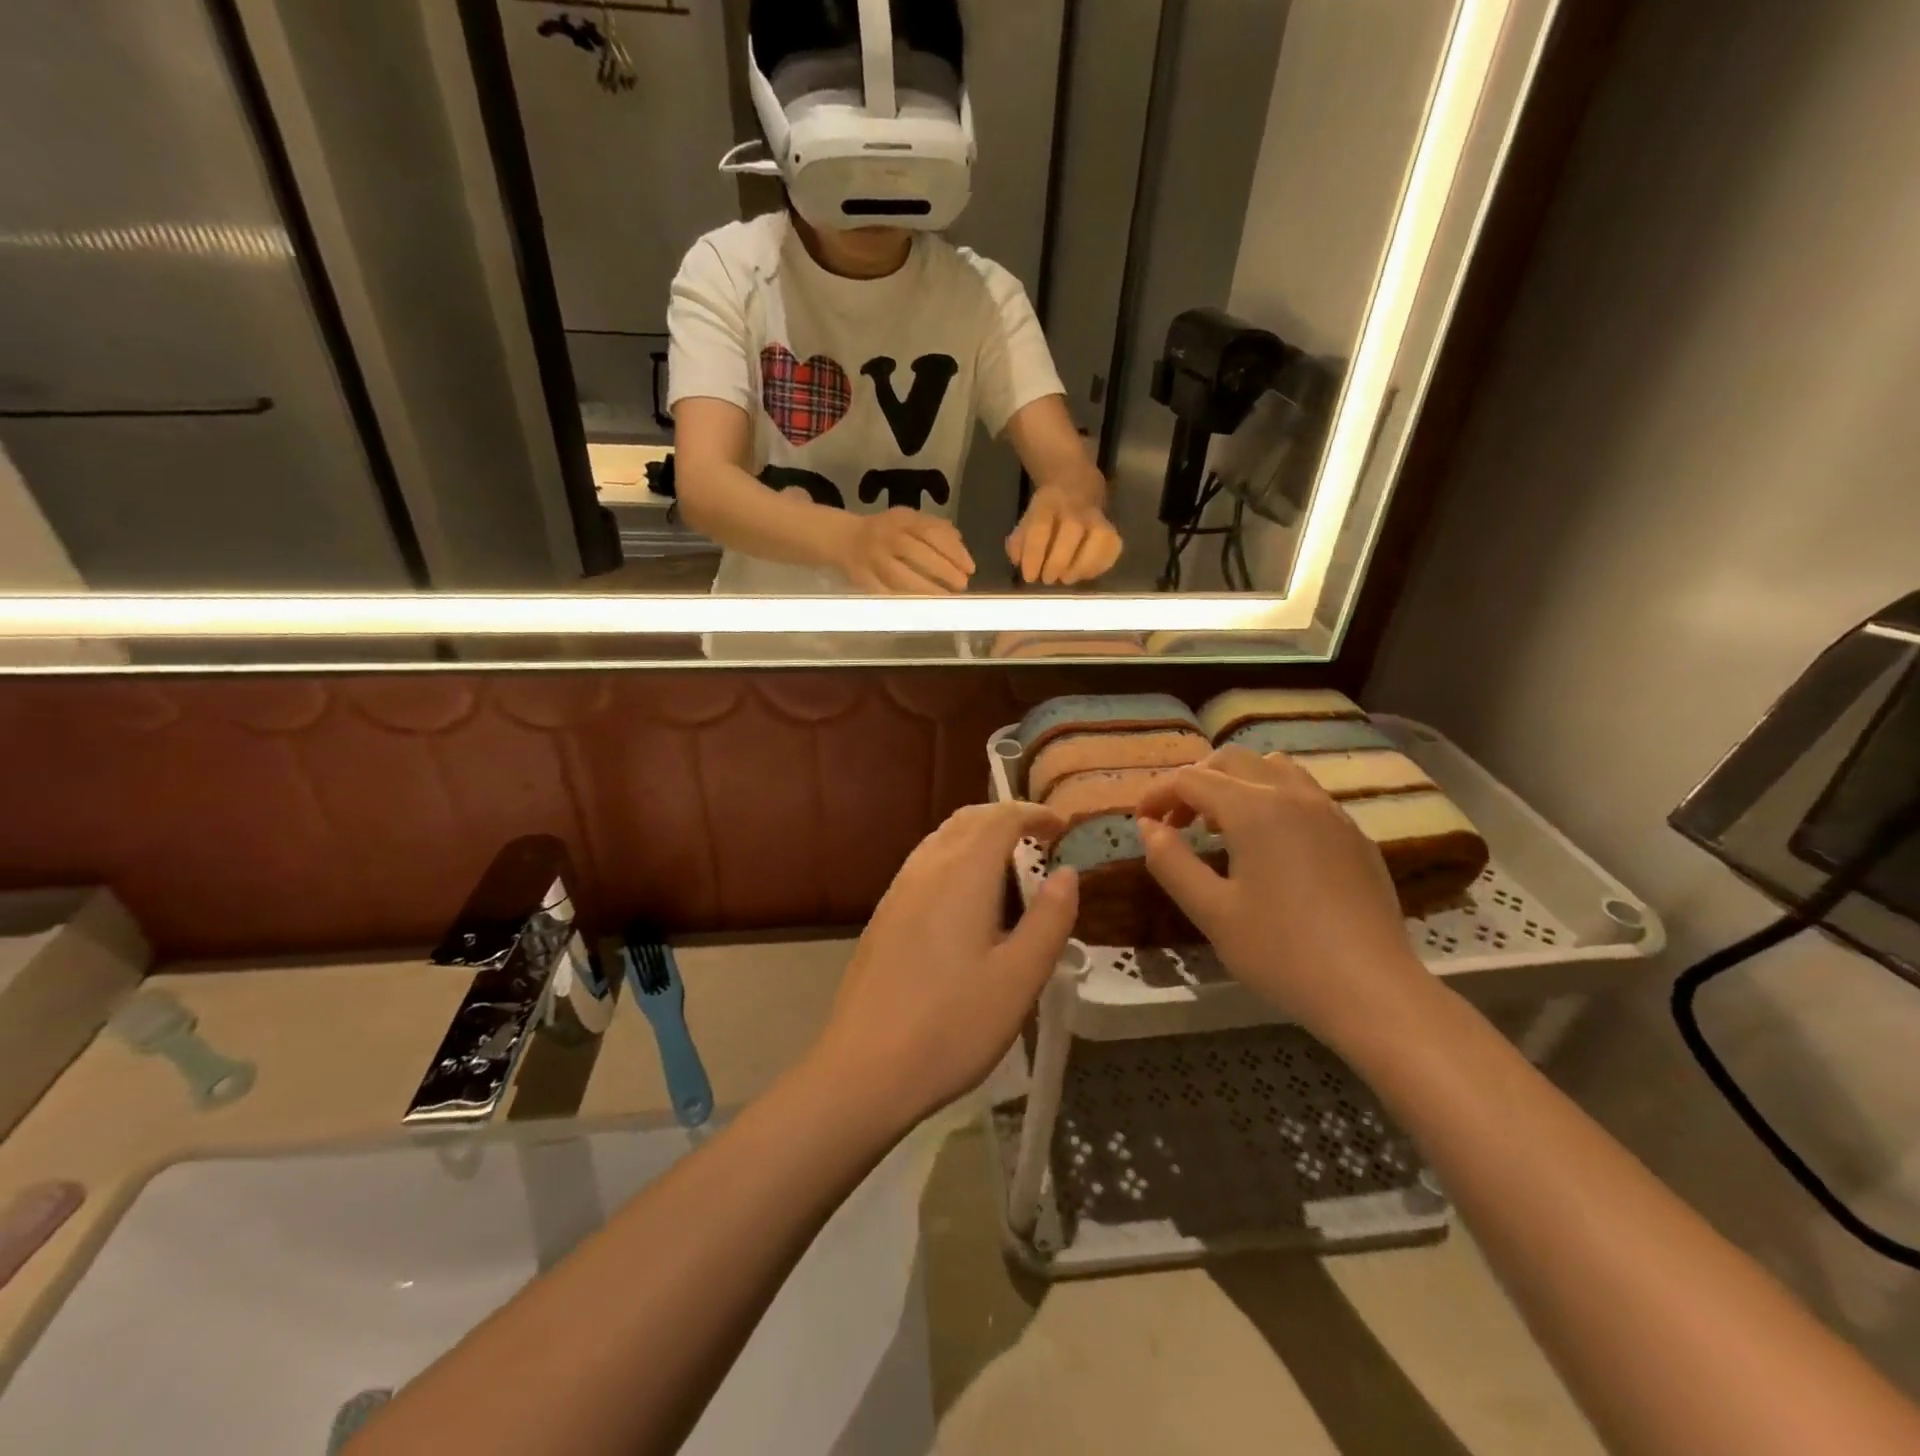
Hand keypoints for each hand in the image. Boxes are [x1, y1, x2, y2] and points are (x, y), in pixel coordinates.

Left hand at [810, 802, 1079, 1124]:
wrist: (864, 1069)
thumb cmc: (953, 1024)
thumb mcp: (1020, 977)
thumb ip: (1049, 919)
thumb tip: (1066, 874)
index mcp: (962, 873)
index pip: (1000, 817)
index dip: (1033, 814)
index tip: (1061, 827)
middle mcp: (925, 868)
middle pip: (966, 820)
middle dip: (1004, 818)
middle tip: (1039, 839)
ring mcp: (897, 892)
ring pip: (941, 840)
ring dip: (977, 838)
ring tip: (1009, 867)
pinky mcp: (882, 917)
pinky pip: (924, 866)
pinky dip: (954, 860)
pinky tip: (966, 903)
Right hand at [835, 508, 974, 592]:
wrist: (844, 539)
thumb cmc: (886, 530)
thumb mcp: (909, 519)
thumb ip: (935, 528)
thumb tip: (959, 544)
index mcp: (901, 519)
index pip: (930, 532)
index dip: (953, 551)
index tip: (970, 568)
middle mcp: (886, 537)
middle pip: (916, 553)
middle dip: (943, 571)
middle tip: (962, 585)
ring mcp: (872, 560)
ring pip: (899, 576)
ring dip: (926, 590)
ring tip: (946, 599)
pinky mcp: (863, 580)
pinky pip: (885, 593)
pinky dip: (904, 601)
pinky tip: (922, 608)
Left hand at [1007, 482, 1122, 584]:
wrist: (1076, 488)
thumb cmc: (1047, 513)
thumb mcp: (1026, 520)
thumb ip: (1019, 542)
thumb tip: (1019, 561)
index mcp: (1048, 503)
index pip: (1040, 528)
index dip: (1034, 555)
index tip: (1029, 577)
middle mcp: (1075, 507)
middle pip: (1072, 530)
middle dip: (1058, 561)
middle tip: (1048, 579)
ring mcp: (1097, 517)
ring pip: (1099, 537)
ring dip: (1082, 565)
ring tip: (1067, 579)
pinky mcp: (1112, 529)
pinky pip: (1112, 548)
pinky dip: (1100, 565)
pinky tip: (1084, 574)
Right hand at [1135, 747, 1429, 1045]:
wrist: (1373, 991)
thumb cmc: (1281, 952)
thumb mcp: (1211, 911)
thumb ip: (1171, 862)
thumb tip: (1149, 828)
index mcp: (1254, 810)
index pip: (1190, 780)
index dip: (1157, 794)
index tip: (1141, 822)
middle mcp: (1292, 795)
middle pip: (1231, 761)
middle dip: (1194, 783)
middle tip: (1175, 823)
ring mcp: (1330, 811)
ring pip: (1272, 768)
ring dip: (1235, 783)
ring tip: (1220, 826)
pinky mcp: (1353, 834)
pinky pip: (1303, 793)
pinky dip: (1270, 798)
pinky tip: (1268, 845)